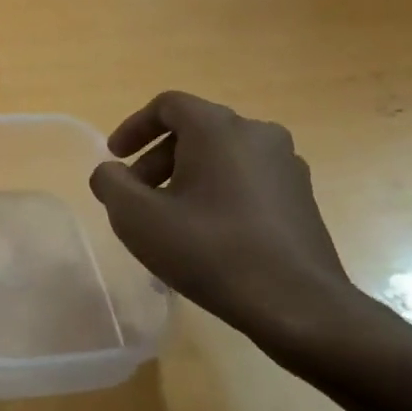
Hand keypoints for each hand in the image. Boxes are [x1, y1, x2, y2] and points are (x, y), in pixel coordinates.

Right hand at [88, 92, 363, 357]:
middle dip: (157, 159)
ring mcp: (286, 165)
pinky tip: (206, 236)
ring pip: (222, 157)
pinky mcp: (301, 197)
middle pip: (195, 131)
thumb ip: (111, 184)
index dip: (133, 127)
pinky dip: (217, 193)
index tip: (115, 158)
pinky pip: (246, 180)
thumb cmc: (209, 251)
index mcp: (218, 128)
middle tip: (136, 197)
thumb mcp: (138, 218)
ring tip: (169, 220)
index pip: (168, 106)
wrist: (297, 304)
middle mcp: (258, 134)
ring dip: (186, 178)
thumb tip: (110, 173)